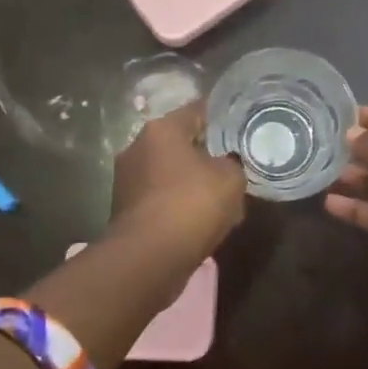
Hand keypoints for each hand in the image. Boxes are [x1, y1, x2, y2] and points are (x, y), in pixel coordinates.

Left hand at [109, 100, 246, 265]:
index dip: (223, 117)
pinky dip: (178, 202)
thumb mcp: (231, 179)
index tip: (242, 126)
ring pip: (169, 171)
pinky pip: (160, 196)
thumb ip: (234, 163)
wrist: (148, 258)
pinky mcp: (125, 208)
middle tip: (233, 163)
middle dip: (206, 152)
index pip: (197, 111)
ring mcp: (127, 179)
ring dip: (191, 180)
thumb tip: (228, 163)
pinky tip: (198, 217)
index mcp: (162, 129)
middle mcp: (138, 147)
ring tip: (219, 195)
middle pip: (180, 142)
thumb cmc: (191, 205)